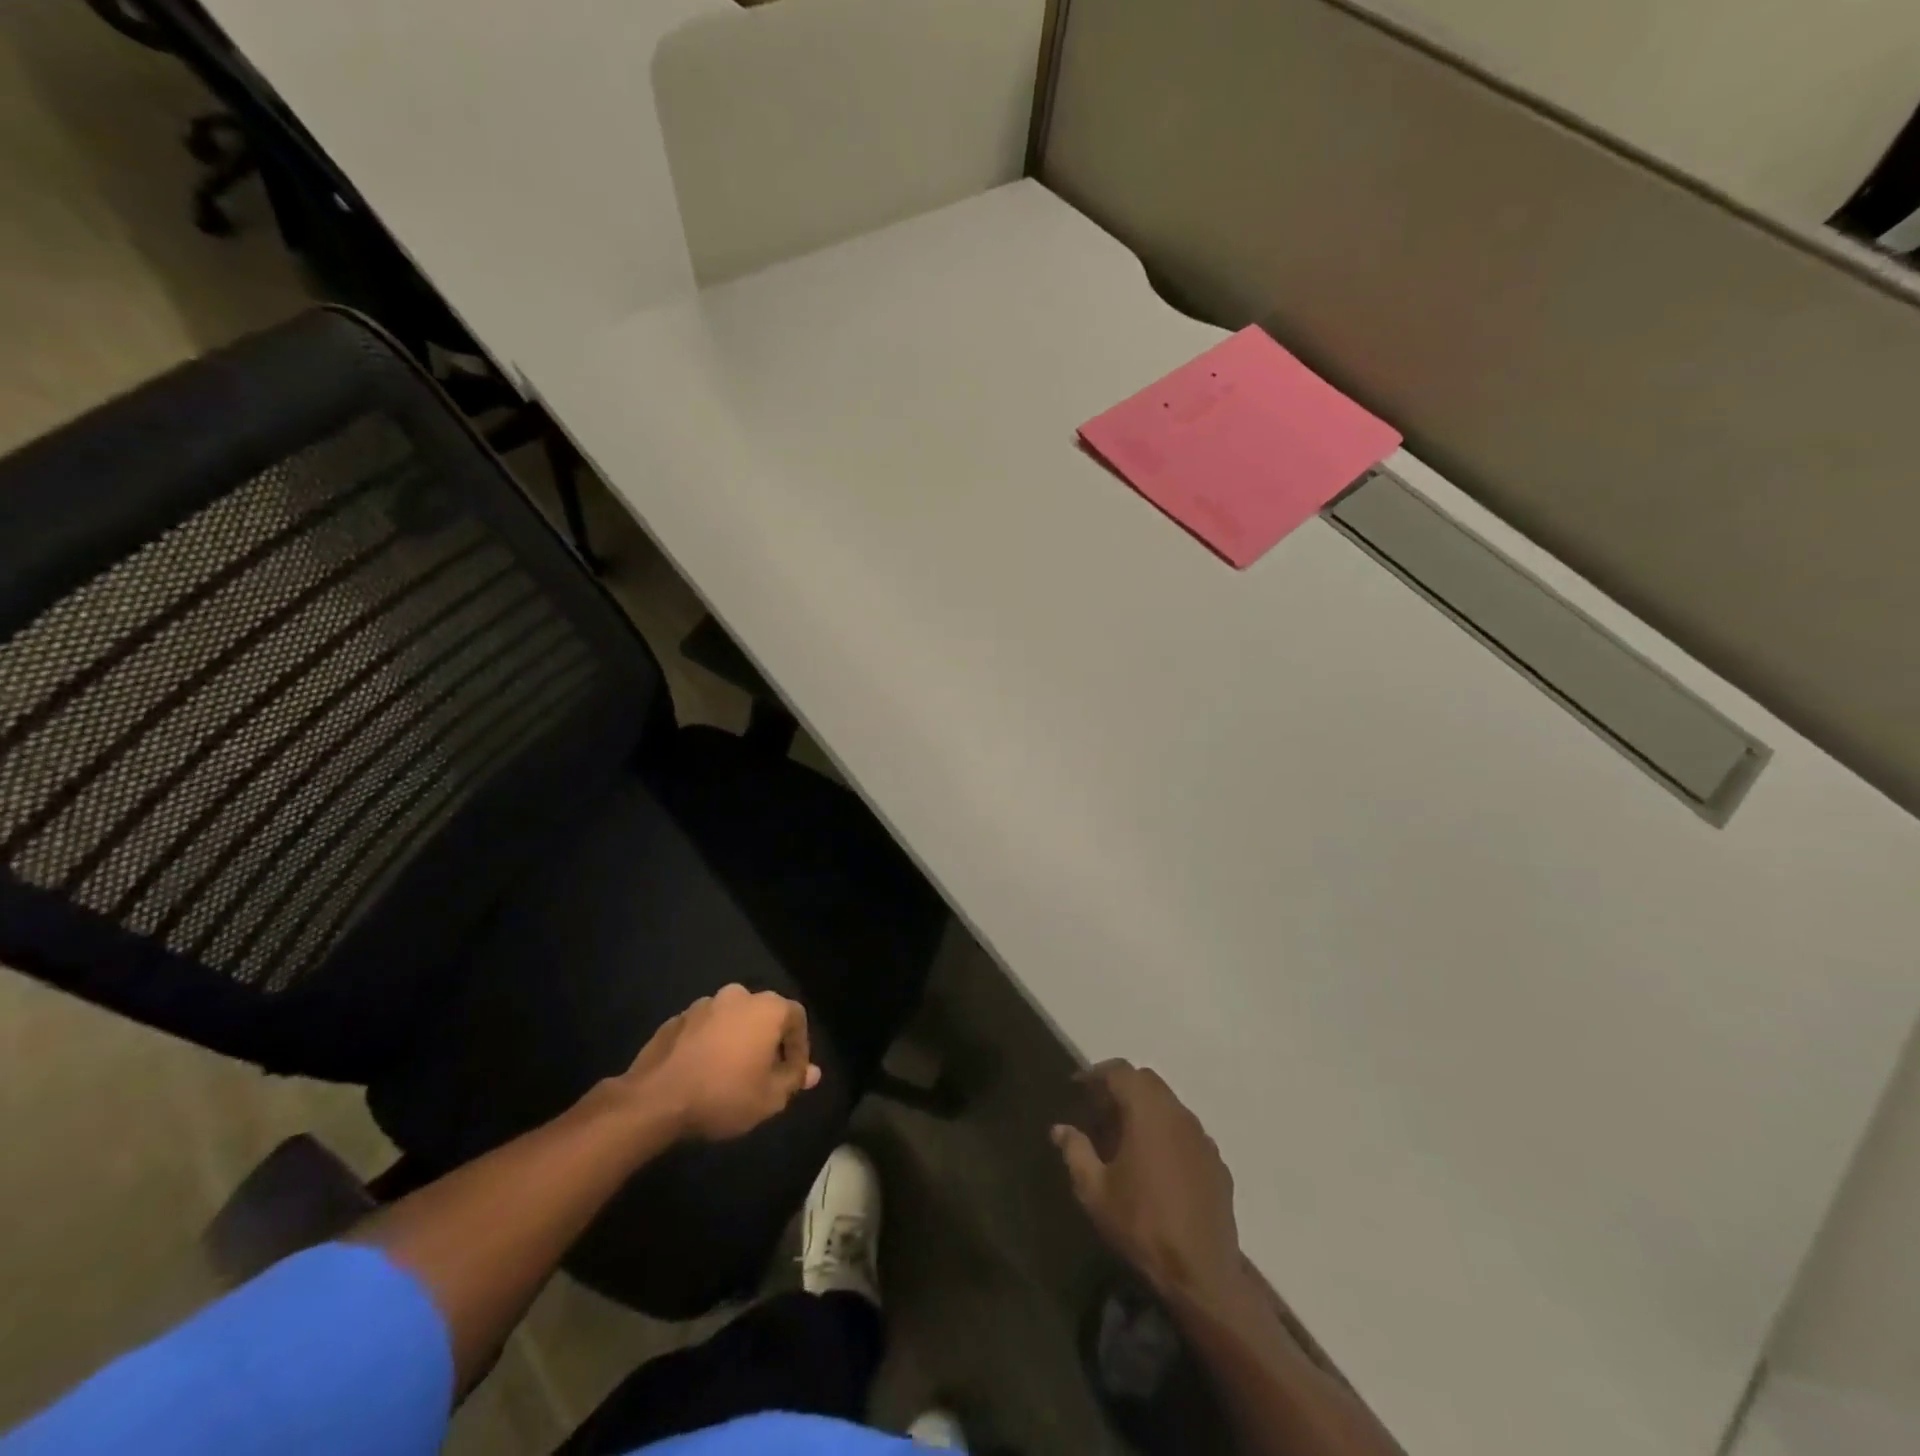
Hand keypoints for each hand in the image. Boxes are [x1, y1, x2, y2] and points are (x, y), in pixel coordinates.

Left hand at [622, 984, 821, 1140]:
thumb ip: (794, 1080)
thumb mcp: (770, 1098)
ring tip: (730, 1072)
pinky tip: (702, 1071)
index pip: (796, 1018)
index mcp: (766, 1008)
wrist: (656, 1100)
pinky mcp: (675, 1019)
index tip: (793, 1074)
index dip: (800, 1047)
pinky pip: (703, 1029)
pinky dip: (708, 1044)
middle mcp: (737, 996)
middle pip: (763, 1015)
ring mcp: (702, 1004)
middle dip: (767, 1040)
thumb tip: (812, 1072)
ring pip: (731, 1020)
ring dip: (736, 1040)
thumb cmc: (724, 1095)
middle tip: (763, 1072)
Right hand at [1052, 1061, 1242, 1301]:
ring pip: (1169, 1105)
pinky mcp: (1216, 1162)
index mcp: (1148, 1112)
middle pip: (1147, 1082)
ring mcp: (1202, 1137)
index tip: (1078, 1087)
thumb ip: (1076, 1152)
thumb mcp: (1095, 1191)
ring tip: (1125, 1136)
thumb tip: (1060, 1129)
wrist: (1202, 1274)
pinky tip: (1155, 1164)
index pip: (1121, 1072)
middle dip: (1121, 1087)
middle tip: (1099, 1109)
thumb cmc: (1142, 1225)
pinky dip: (1167, 1133)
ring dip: (1145, 1109)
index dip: (1096, 1074)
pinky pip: (1186, 1132)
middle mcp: (1178, 1114)